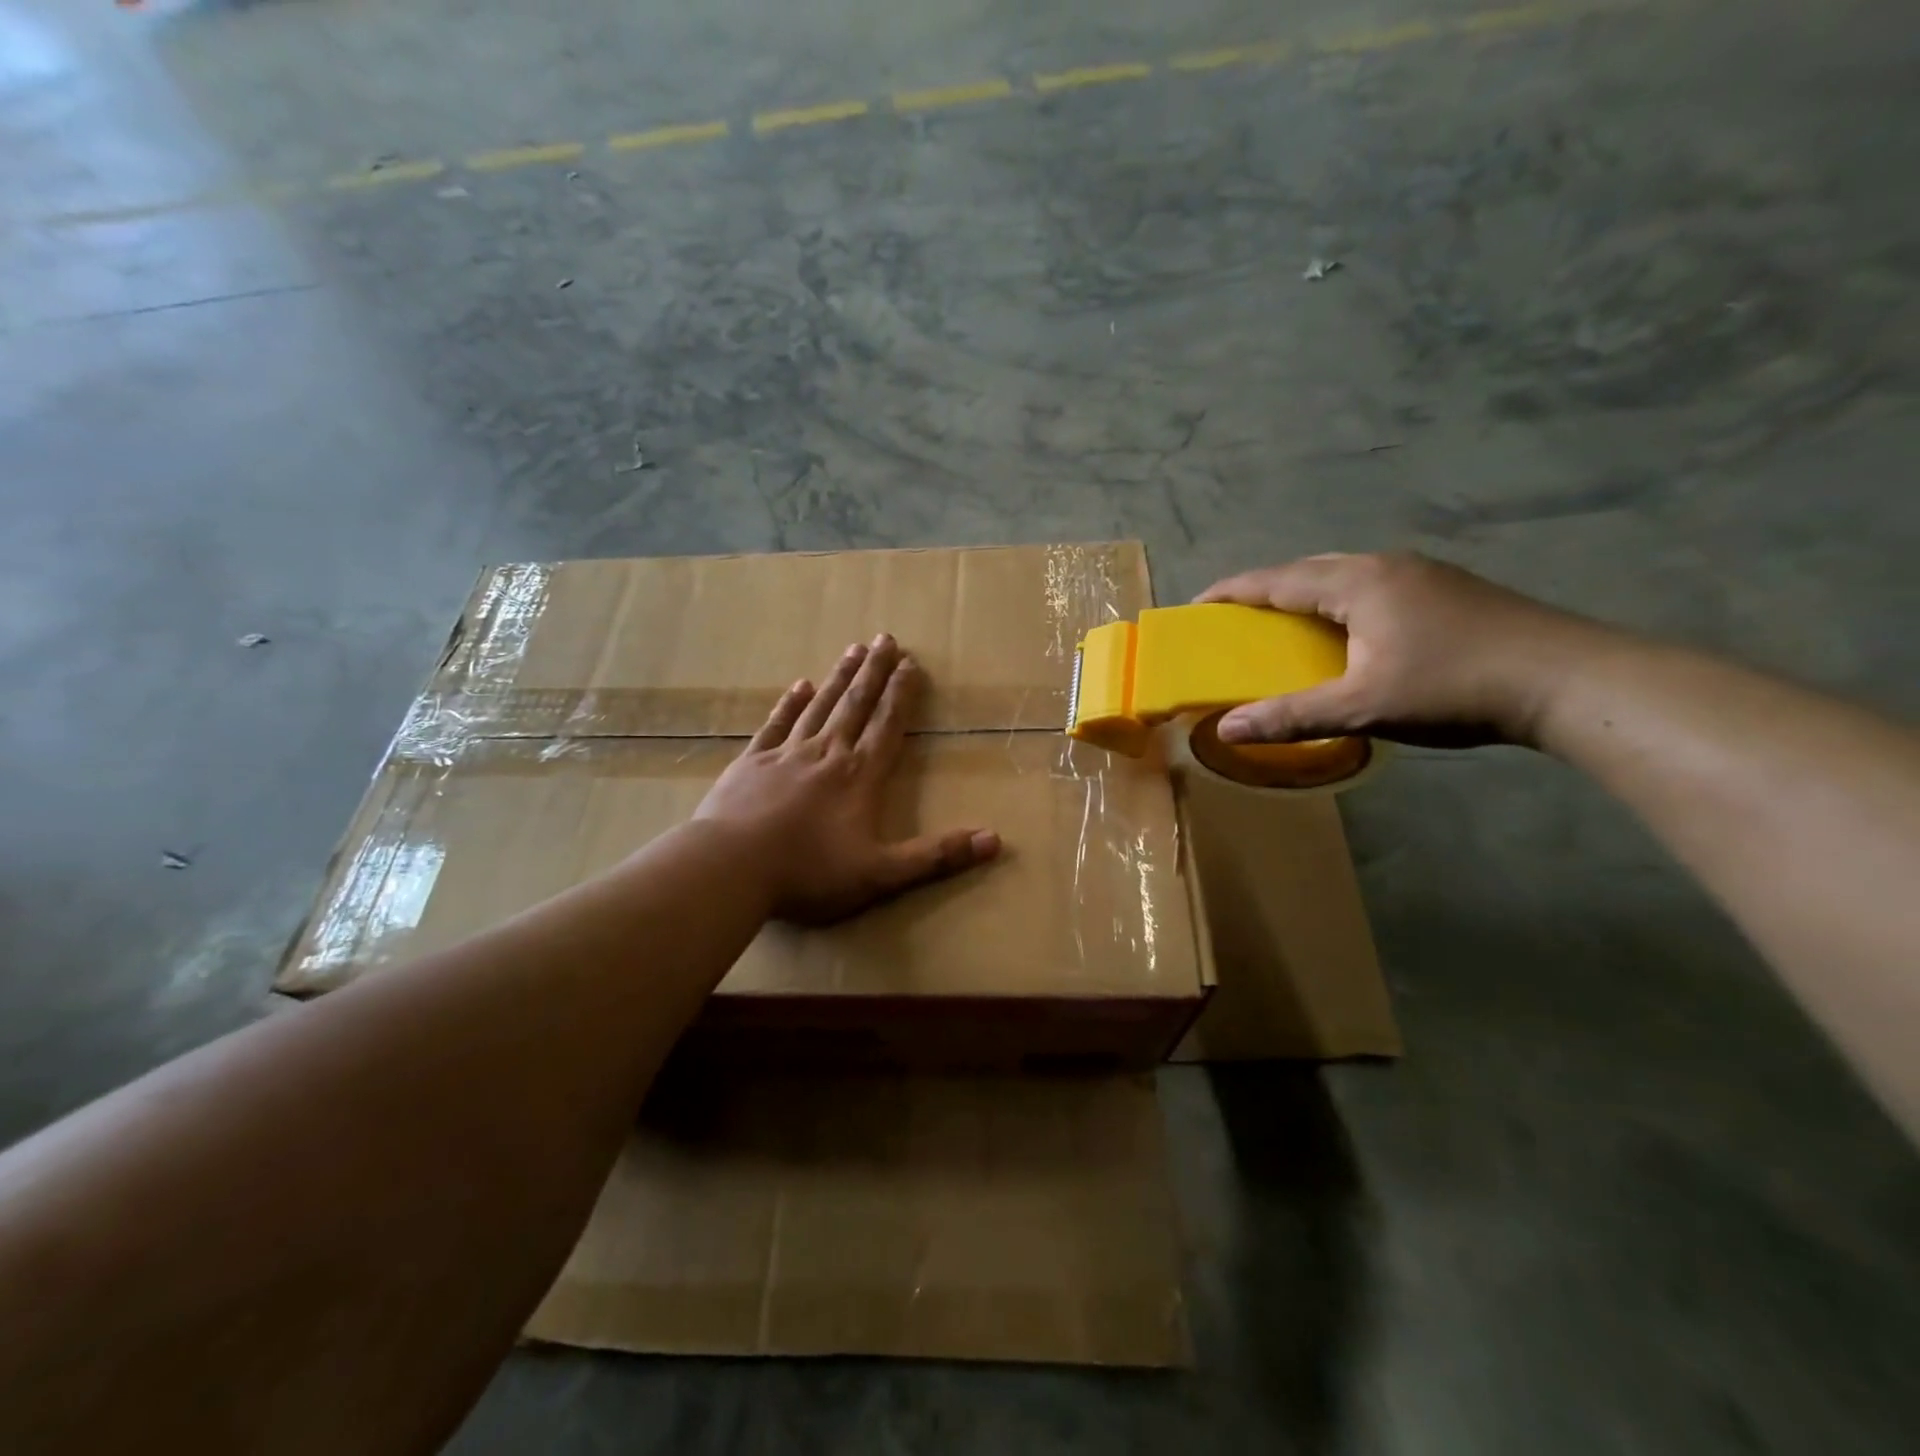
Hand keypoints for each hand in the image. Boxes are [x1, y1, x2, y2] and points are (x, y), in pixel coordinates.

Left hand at [693, 634, 1000, 922]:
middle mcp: (827, 754)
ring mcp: (786, 755)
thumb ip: (937, 856)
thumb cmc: (809, 873)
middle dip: (874, 672)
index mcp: (859, 776)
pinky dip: (790, 704)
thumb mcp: (881, 873)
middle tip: (886, 638)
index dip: (902, 694)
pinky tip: (799, 686)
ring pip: (820, 706)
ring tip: (854, 650)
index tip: (911, 663)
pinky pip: (776, 725)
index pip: (887, 725)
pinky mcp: (751, 763)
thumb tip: (995, 840)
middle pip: (855, 704)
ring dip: (839, 677)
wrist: (730, 869)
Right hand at [1197, 552, 1615, 748]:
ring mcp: (1422, 573)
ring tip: (1285, 622)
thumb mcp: (1361, 707)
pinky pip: (1372, 586)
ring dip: (1305, 594)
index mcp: (1357, 582)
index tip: (1197, 605)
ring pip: (1344, 574)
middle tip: (1237, 617)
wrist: (1569, 680)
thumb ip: (1291, 716)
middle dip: (1266, 589)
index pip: (1276, 579)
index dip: (1232, 592)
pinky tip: (1348, 630)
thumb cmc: (1453, 687)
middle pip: (1308, 568)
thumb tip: (1225, 729)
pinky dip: (1340, 602)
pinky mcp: (1448, 590)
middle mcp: (1385, 565)